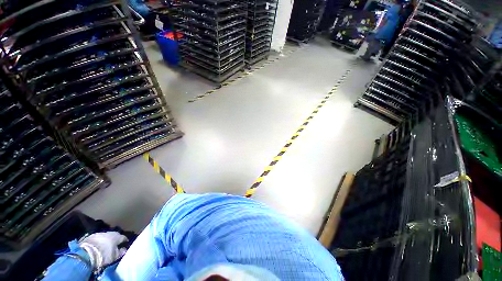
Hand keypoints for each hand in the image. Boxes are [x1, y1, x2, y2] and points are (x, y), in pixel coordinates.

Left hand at [79, 232, 127, 269]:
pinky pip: (98, 238)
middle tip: (115, 245)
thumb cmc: (104, 255)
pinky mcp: (91, 236)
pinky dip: (99, 241)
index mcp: (117, 236)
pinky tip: (98, 246)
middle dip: (115, 240)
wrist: (86, 253)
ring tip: (105, 246)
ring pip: (106, 236)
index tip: (125, 244)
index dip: (124, 241)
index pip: (123, 238)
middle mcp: (110, 232)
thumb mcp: (114, 256)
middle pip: (115, 235)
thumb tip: (124, 249)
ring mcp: (100, 233)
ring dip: (106, 240)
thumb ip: (121, 252)